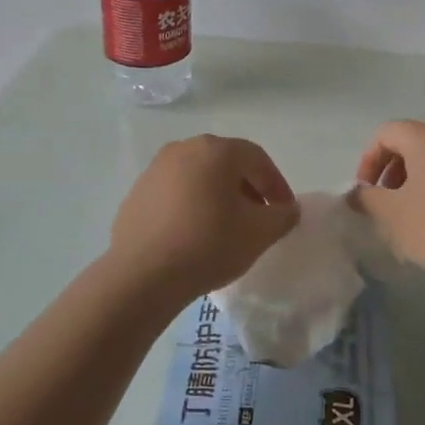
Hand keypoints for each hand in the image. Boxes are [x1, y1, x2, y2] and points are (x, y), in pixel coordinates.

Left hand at [107, 136, 299, 302]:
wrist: (142, 274)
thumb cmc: (209, 245)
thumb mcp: (259, 233)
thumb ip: (283, 216)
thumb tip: (286, 209)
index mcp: (216, 150)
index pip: (258, 159)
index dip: (277, 185)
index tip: (284, 213)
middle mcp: (184, 149)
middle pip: (227, 164)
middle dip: (248, 189)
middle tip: (259, 219)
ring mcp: (155, 170)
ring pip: (200, 178)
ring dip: (219, 197)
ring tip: (227, 228)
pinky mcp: (137, 193)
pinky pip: (176, 193)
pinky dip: (192, 206)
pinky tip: (195, 235)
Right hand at [351, 118, 424, 285]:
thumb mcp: (390, 214)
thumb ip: (367, 197)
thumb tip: (358, 193)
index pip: (387, 132)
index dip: (369, 159)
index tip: (366, 190)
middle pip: (417, 134)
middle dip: (397, 159)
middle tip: (389, 191)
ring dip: (423, 168)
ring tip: (415, 202)